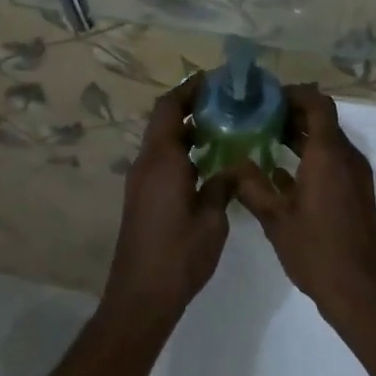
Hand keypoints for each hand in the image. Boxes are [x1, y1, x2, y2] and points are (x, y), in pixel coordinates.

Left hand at [104, 76, 233, 320]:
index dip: (190, 89)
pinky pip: (163, 161)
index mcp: (162, 160)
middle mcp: (146, 164)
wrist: (141, 295)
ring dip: (189, 129)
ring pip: (164, 141)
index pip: (170, 108)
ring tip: (226, 126)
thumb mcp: (213, 218)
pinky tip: (211, 161)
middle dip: (192, 106)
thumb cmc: (179, 254)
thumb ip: (223, 184)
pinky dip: (184, 151)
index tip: (216, 80)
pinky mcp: (143, 198)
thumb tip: (234, 165)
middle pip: (165, 120)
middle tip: (228, 102)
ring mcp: (141, 181)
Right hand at [227, 86, 375, 326]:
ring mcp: (355, 176)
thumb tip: (233, 163)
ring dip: (300, 136)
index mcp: (329, 154)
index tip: (264, 98)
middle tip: (255, 117)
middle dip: (291, 114)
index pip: (317, 103)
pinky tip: (280, 173)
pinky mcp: (356, 193)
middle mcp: (347, 157)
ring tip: (262, 139)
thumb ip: (252, 186)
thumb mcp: (275, 218)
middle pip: (322, 120)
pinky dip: (310, 157)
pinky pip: (333, 161)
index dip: (293, 94)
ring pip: (328, 141)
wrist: (360, 290)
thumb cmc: (316, 251)